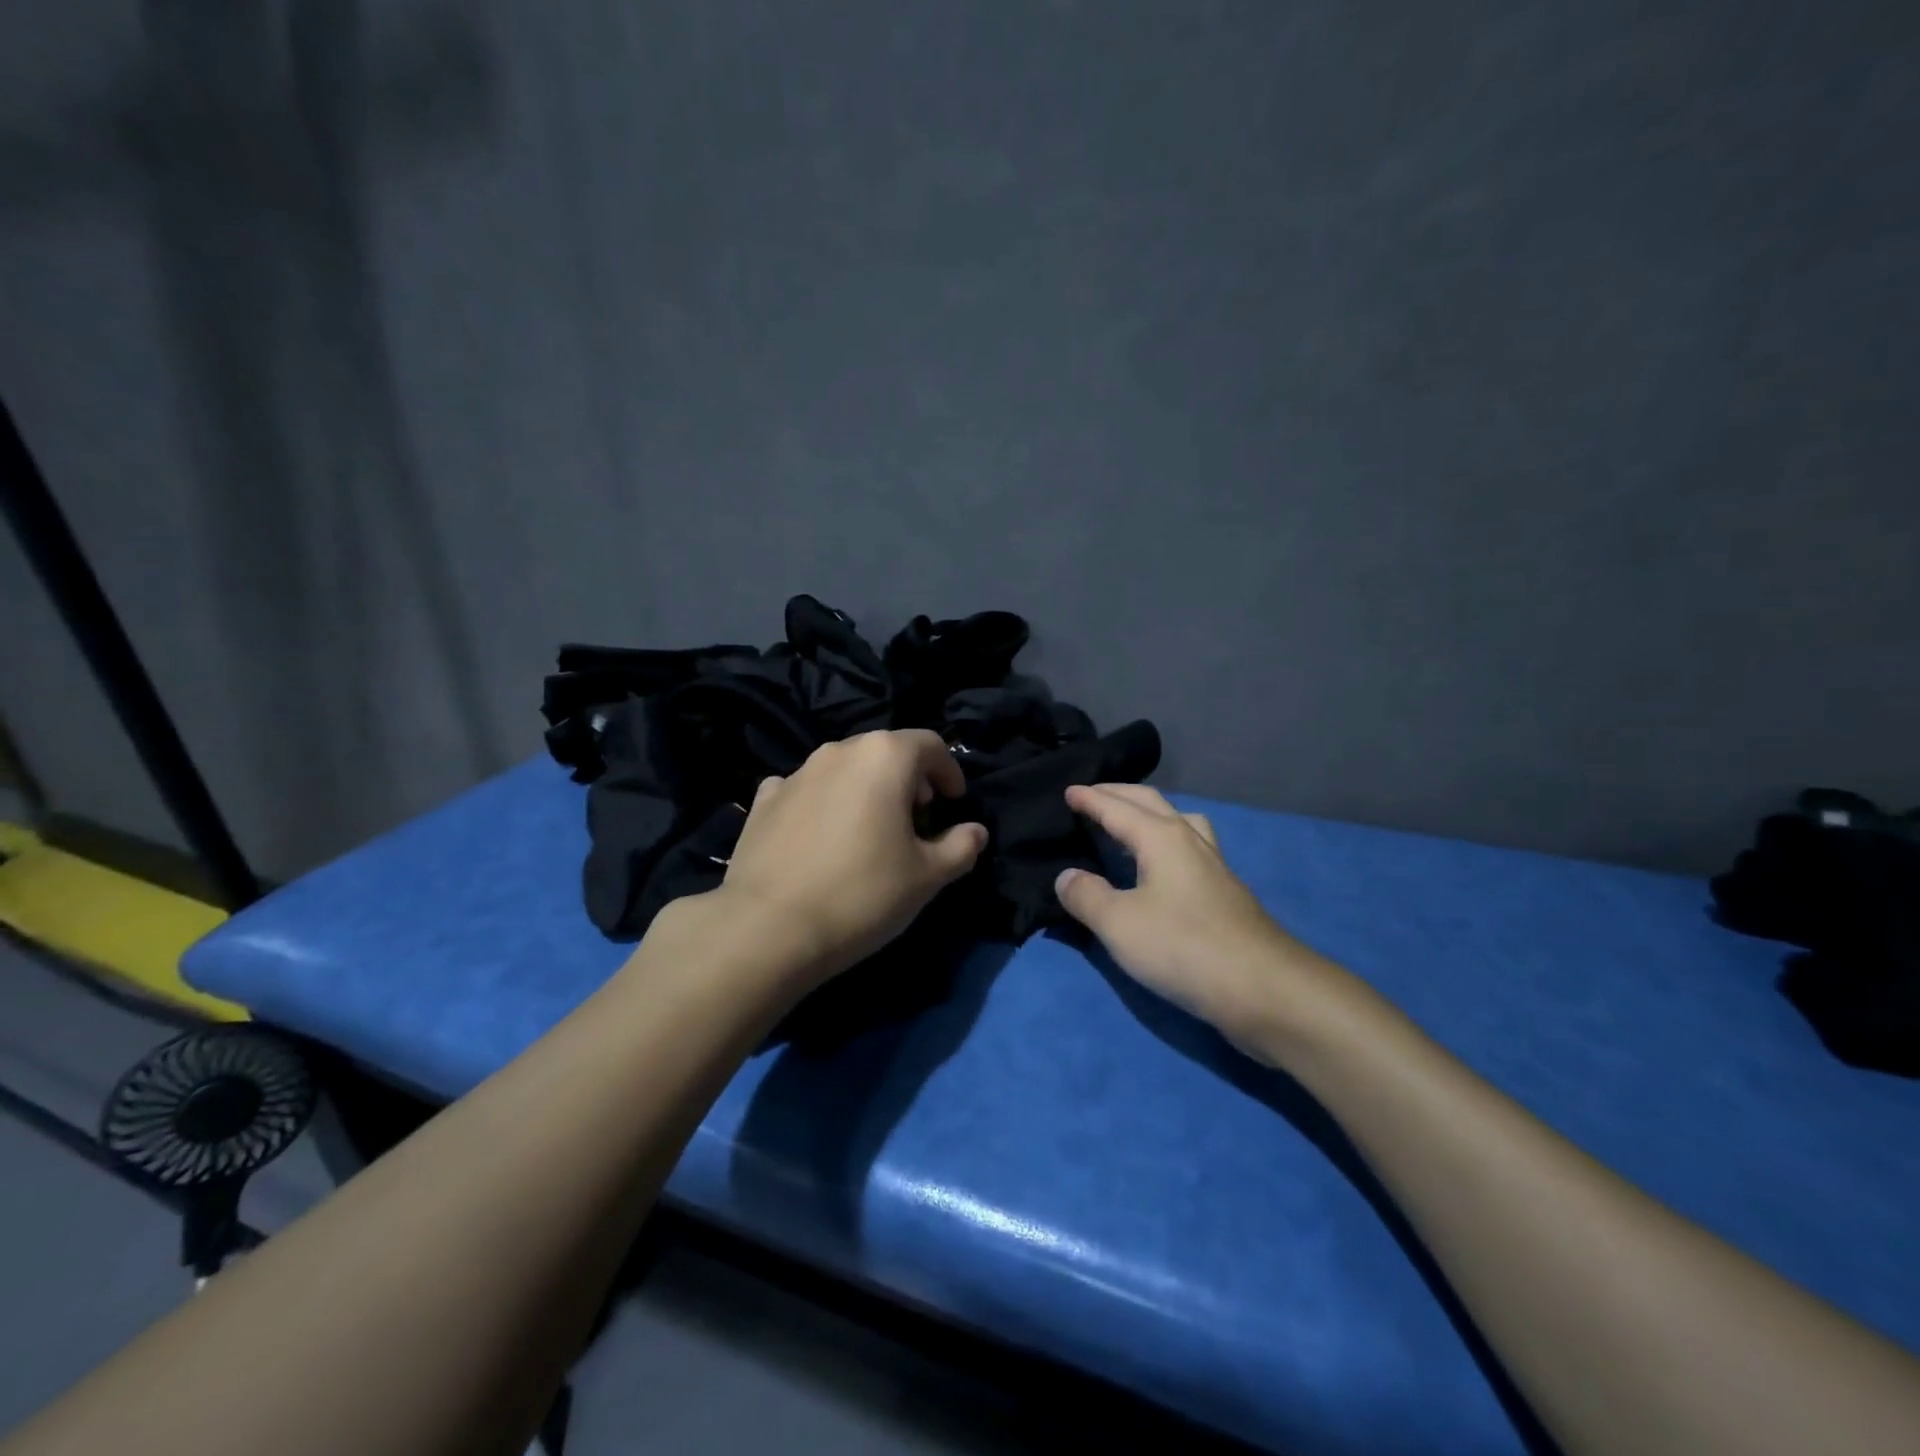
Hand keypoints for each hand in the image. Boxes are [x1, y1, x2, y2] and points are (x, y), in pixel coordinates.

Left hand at [715, 730, 988, 985]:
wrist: (768, 928)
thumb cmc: (863, 894)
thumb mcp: (927, 877)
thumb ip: (961, 847)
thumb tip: (975, 832)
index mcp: (884, 756)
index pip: (930, 745)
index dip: (949, 772)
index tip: (952, 804)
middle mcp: (839, 750)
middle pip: (885, 752)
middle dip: (908, 779)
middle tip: (916, 818)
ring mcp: (796, 772)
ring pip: (844, 769)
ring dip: (865, 789)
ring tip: (870, 829)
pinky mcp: (764, 800)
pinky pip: (805, 789)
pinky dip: (823, 802)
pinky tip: (821, 835)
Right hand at [1055, 784, 1355, 1061]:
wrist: (1264, 988)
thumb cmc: (1184, 947)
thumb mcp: (1119, 924)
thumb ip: (1086, 896)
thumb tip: (1067, 877)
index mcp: (1162, 837)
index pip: (1117, 807)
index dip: (1090, 798)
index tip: (1068, 790)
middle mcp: (1190, 840)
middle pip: (1151, 804)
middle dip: (1119, 795)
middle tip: (1091, 795)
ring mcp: (1213, 866)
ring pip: (1179, 822)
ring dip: (1150, 814)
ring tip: (1130, 824)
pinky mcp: (1225, 893)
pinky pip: (1189, 847)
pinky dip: (1166, 841)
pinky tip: (1161, 868)